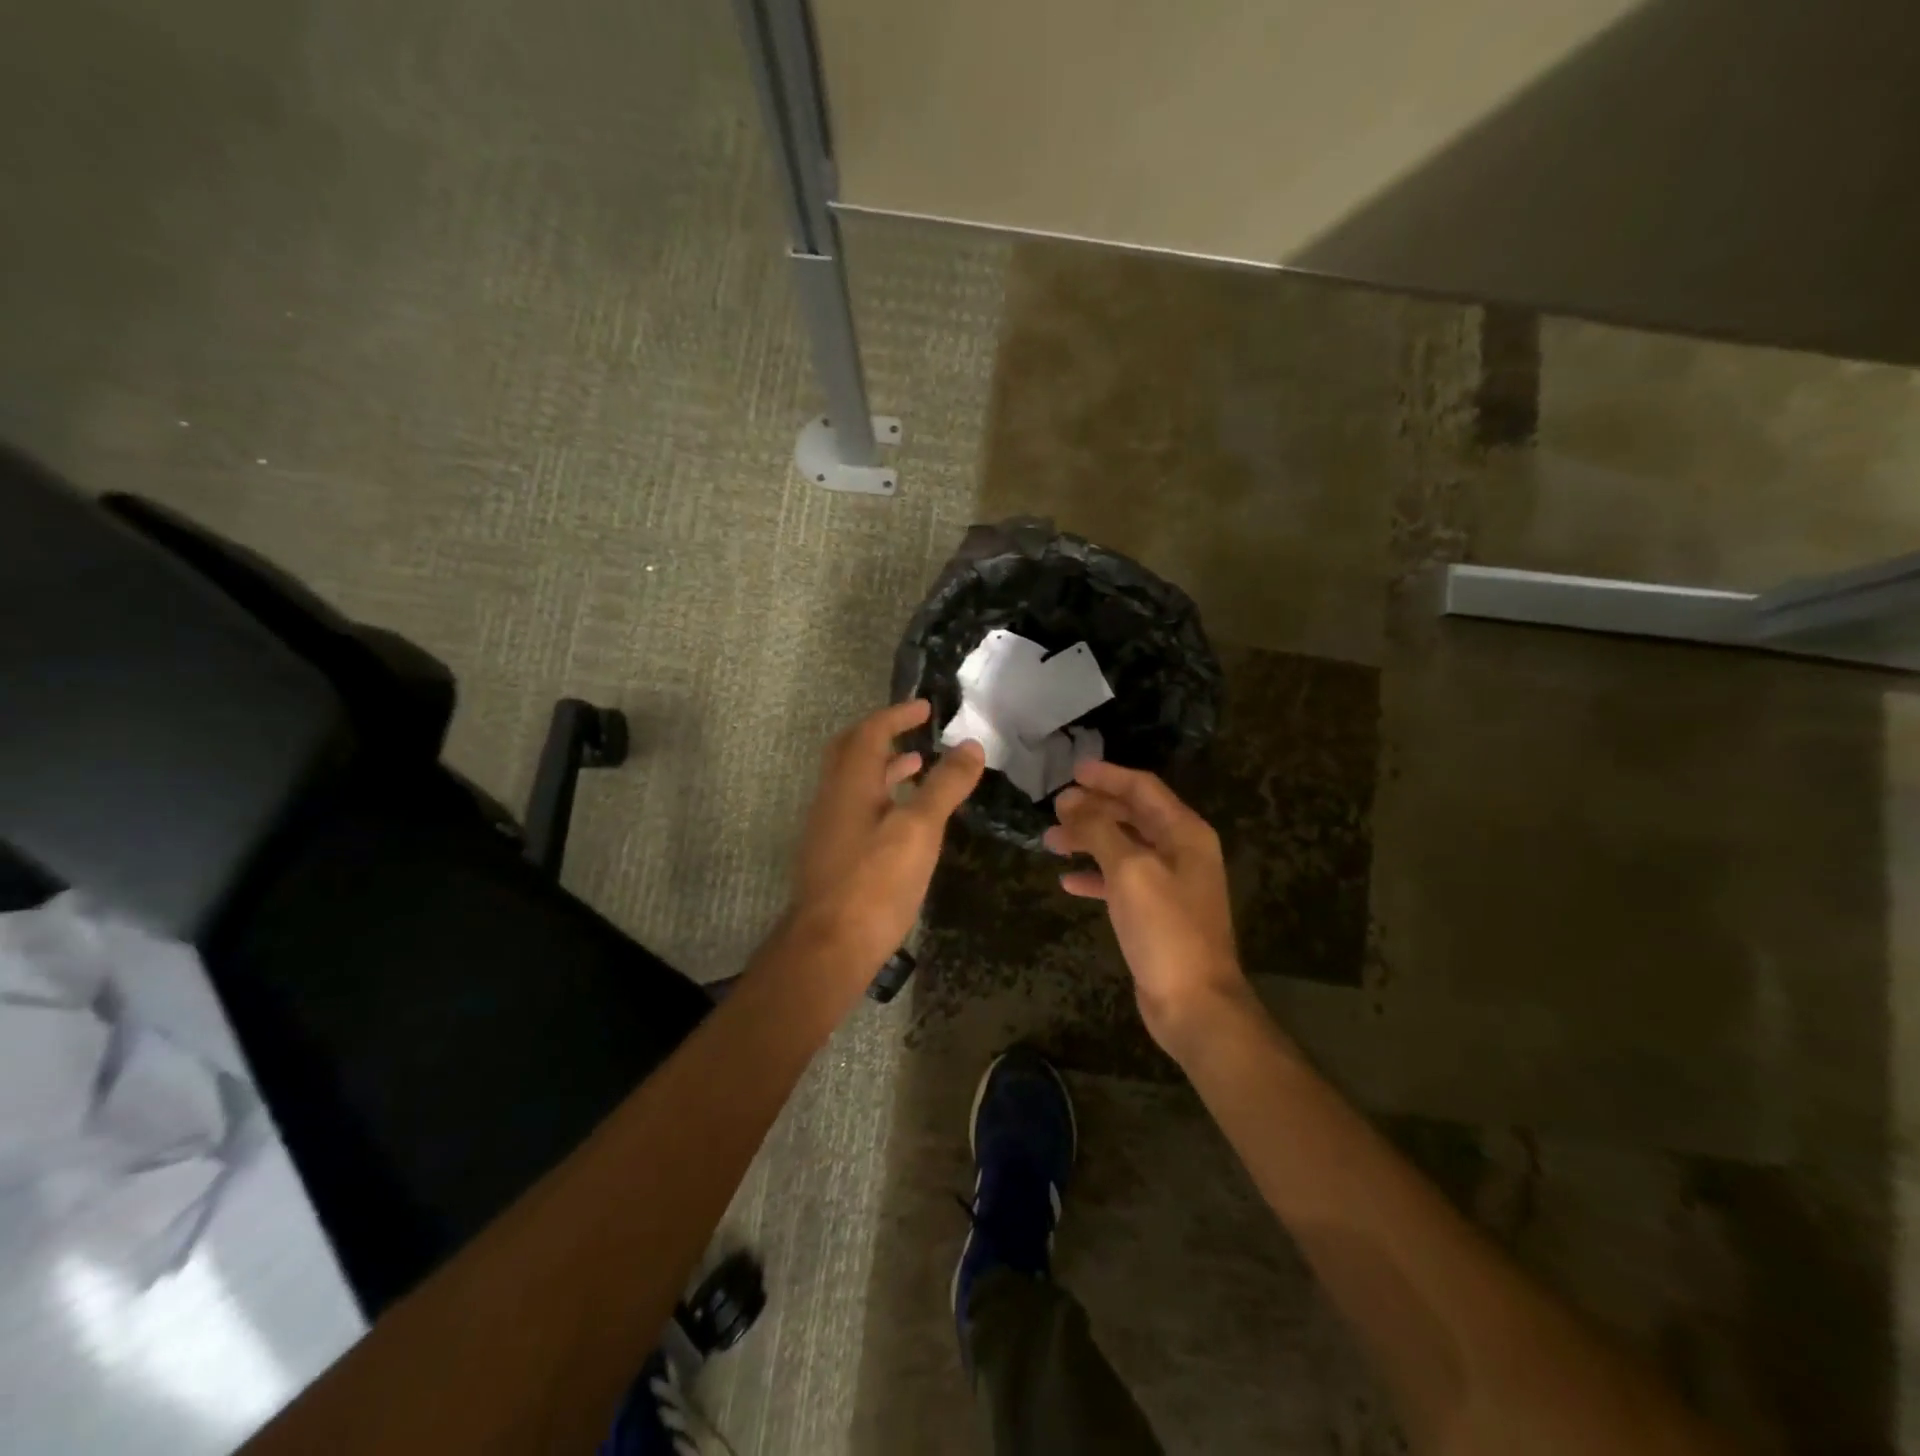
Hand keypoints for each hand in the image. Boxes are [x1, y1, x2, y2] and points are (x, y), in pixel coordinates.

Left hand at [791, 700, 984, 981]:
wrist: (829, 948)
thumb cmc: (875, 883)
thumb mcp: (919, 830)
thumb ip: (944, 786)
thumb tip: (971, 746)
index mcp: (850, 783)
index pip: (870, 732)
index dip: (897, 715)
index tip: (925, 707)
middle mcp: (832, 798)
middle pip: (851, 751)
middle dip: (882, 735)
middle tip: (915, 730)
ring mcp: (828, 829)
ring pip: (854, 783)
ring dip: (884, 768)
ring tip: (918, 767)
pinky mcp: (833, 856)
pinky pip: (857, 809)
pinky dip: (882, 798)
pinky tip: (905, 821)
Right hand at [1044, 762, 1253, 1061]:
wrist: (1194, 1002)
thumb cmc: (1165, 928)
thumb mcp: (1129, 870)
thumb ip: (1098, 829)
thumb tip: (1069, 800)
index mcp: (1184, 832)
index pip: (1142, 788)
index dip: (1107, 776)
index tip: (1072, 771)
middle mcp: (1181, 851)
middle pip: (1132, 816)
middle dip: (1093, 809)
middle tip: (1055, 808)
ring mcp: (1170, 883)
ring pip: (1123, 848)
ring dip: (1088, 841)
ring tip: (1050, 841)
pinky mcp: (1156, 912)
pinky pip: (1121, 881)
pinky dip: (1095, 876)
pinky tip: (1068, 881)